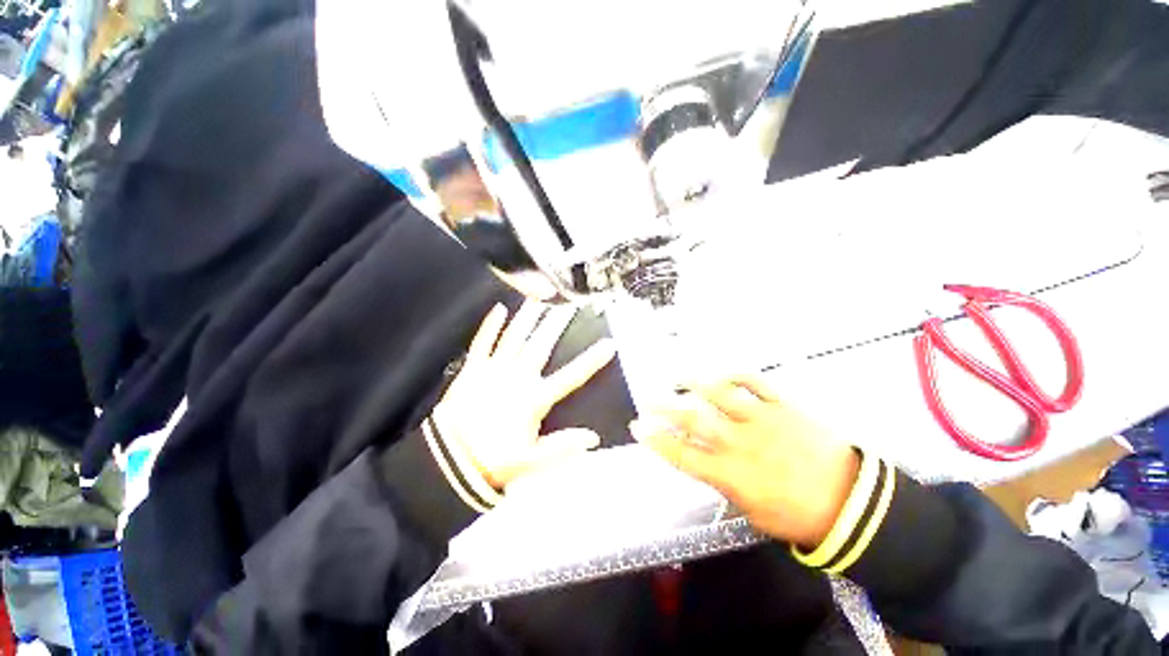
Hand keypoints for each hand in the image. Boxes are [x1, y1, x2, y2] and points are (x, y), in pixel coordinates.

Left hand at [433, 301, 617, 489]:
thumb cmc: (494, 460)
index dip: (591, 360)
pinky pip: (482, 342)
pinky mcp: (472, 369)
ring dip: (528, 317)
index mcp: (534, 399)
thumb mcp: (532, 460)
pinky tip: (499, 308)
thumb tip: (594, 438)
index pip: (570, 377)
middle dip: (557, 324)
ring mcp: (493, 370)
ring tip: (540, 297)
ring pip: (515, 338)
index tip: (609, 344)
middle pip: (541, 346)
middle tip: (570, 303)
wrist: (449, 461)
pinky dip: (490, 325)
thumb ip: (563, 446)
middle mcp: (517, 378)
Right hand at [631, 376, 858, 547]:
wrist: (851, 501)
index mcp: (734, 475)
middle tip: (647, 400)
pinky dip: (736, 375)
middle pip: (695, 421)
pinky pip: (756, 383)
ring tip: (676, 377)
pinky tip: (722, 373)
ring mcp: (763, 420)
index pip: (683, 455)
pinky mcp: (783, 407)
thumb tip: (705, 462)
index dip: (657, 441)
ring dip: (695, 383)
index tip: (638, 428)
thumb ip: (724, 484)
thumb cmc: (798, 515)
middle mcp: (742, 443)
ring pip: (721, 395)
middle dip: (665, 409)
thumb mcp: (753, 512)